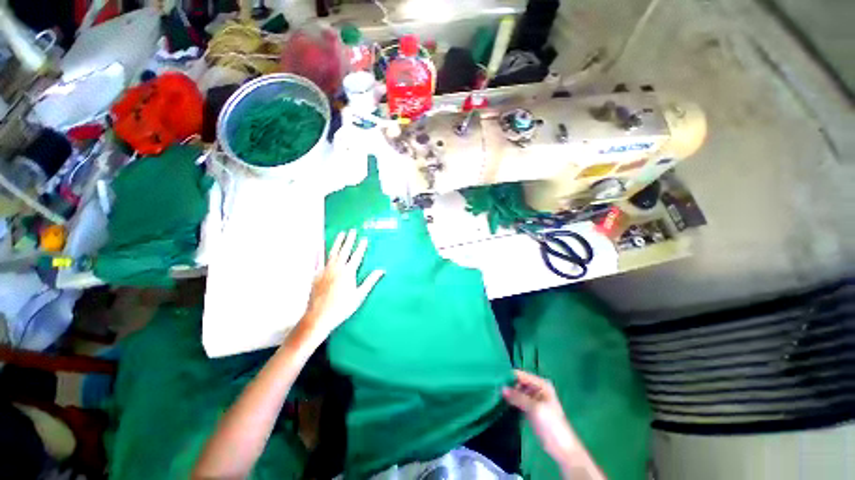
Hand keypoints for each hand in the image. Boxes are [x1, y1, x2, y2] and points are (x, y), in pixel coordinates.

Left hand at [303, 229, 383, 336]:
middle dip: (349, 240)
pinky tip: (319, 245)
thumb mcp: (359, 295)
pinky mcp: (315, 274)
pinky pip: (317, 260)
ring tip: (341, 233)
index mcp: (348, 272)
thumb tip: (381, 271)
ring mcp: (325, 270)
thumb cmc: (342, 307)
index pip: (357, 256)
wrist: (319, 316)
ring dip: (337, 242)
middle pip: (345, 250)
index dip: (361, 247)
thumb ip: (370, 281)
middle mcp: (337, 268)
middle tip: (352, 230)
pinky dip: (319, 252)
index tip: (364, 238)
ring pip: (332, 252)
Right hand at [503, 370, 579, 460]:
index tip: (496, 378)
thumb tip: (501, 388)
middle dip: (508, 384)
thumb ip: (518, 397)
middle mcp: (537, 388)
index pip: (522, 375)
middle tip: (494, 386)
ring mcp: (533, 399)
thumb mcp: (534, 408)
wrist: (561, 448)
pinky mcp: (530, 409)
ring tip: (495, 392)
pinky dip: (512, 400)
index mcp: (541, 384)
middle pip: (519, 382)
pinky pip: (518, 400)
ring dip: (509, 393)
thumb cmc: (551, 424)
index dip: (510, 376)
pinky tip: (502, 401)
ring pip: (518, 391)